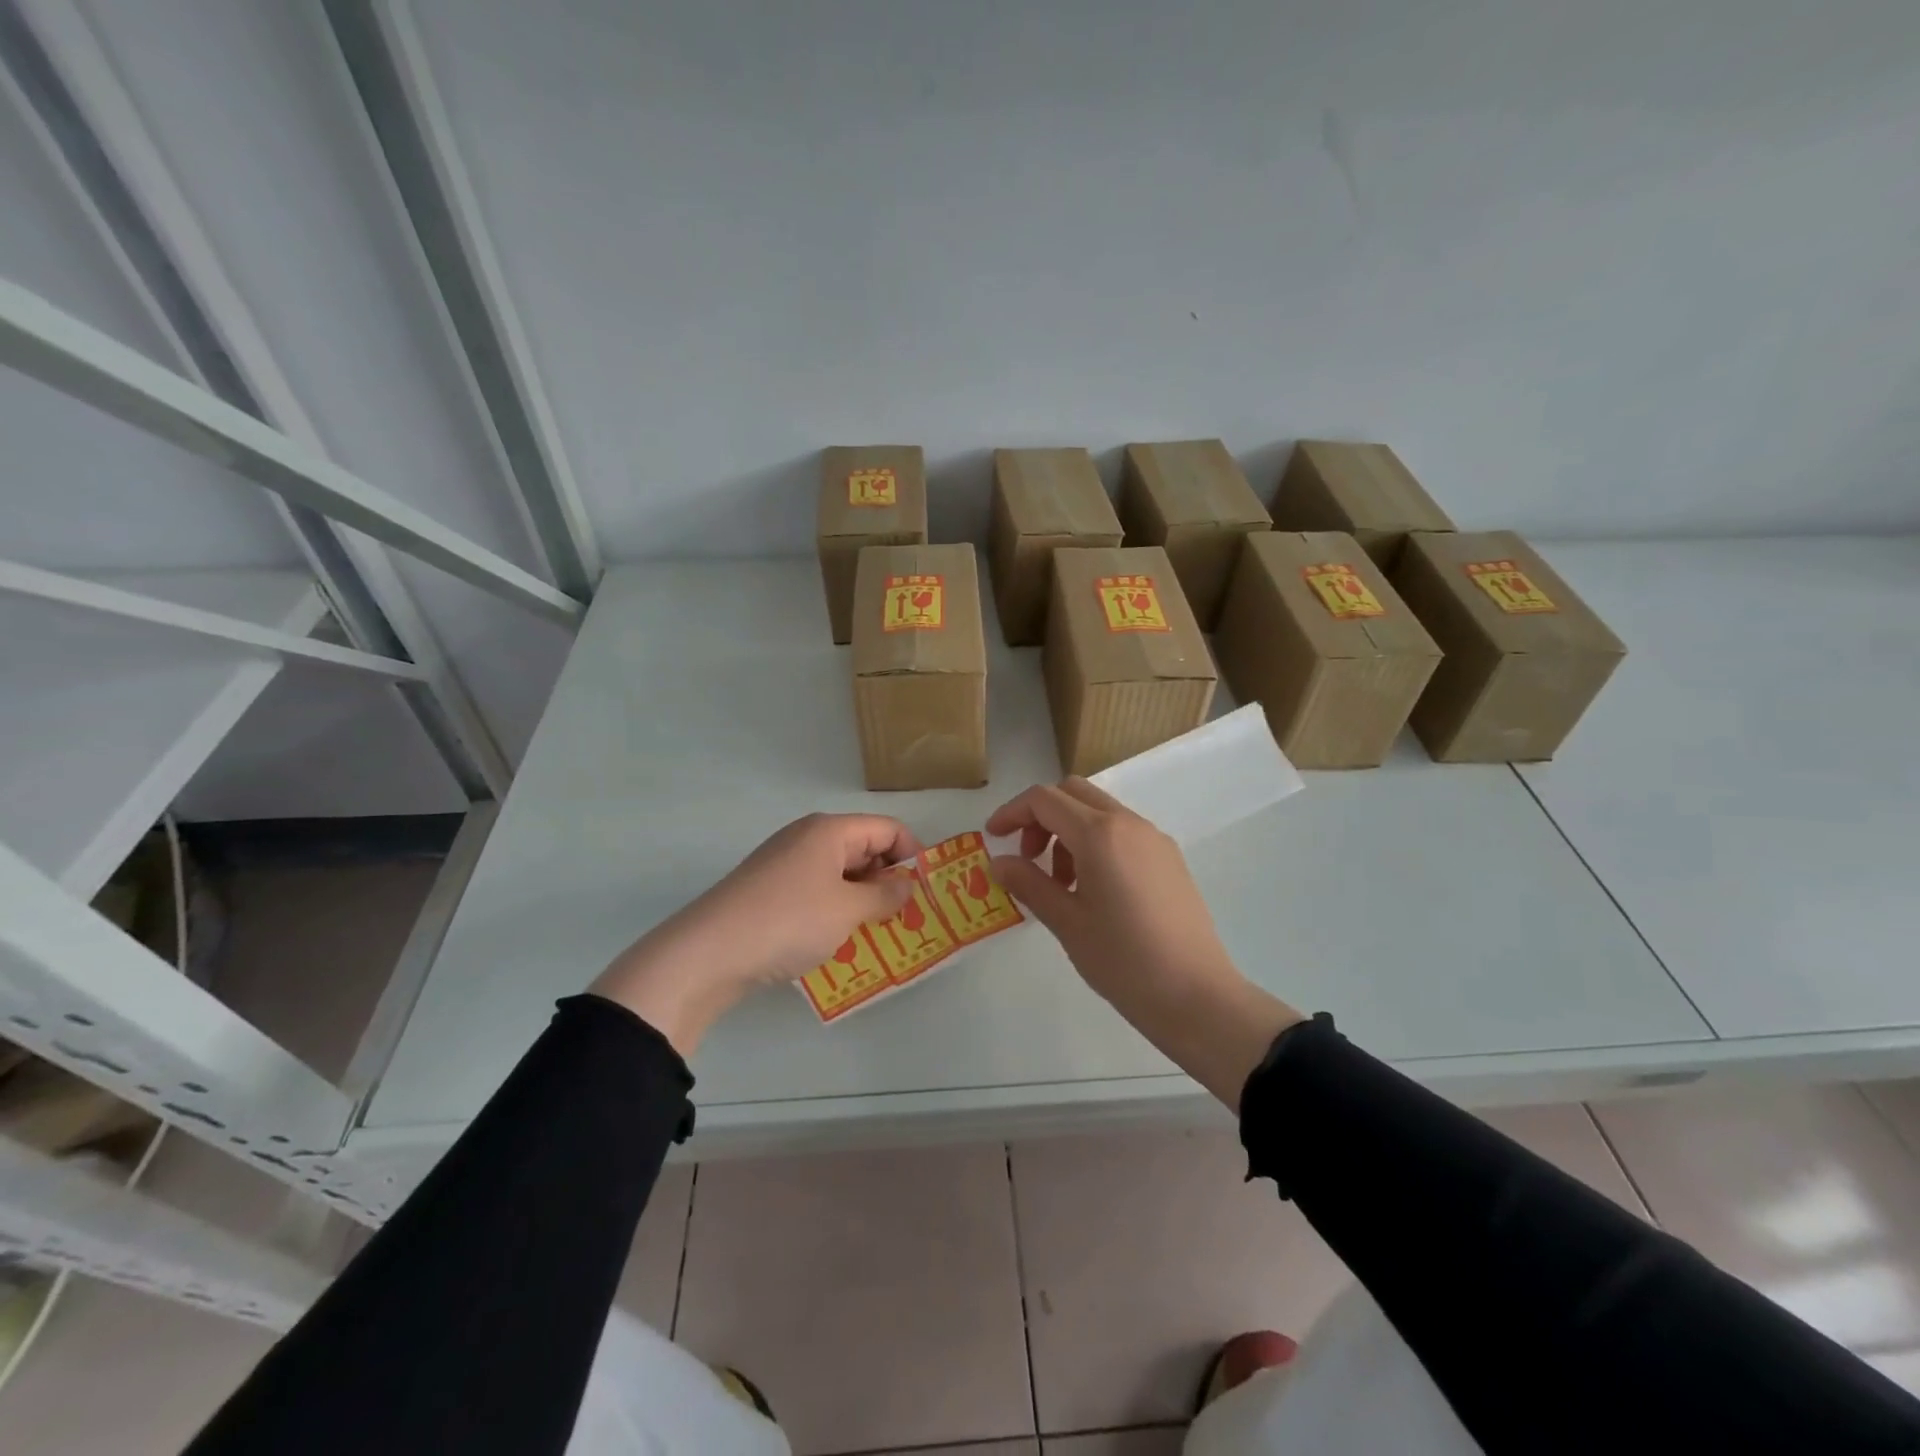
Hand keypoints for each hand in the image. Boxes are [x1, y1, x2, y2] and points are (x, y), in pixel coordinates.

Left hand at [592, 813, 920, 1055]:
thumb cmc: (789, 920)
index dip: (913, 854)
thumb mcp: (848, 909)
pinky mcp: (769, 890)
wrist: (708, 952)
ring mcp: (785, 863)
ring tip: (879, 932)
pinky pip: (816, 890)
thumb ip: (885, 895)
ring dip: (863, 898)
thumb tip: (908, 885)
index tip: (927, 891)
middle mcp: (808, 837)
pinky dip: (835, 909)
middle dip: (889, 879)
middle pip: (864, 847)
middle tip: (907, 917)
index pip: (888, 828)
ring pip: (840, 872)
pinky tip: (839, 939)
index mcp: (830, 830)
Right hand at [987, 778, 1302, 1107]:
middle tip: (1028, 858)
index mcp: (1100, 834)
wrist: (1198, 996)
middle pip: (1073, 793)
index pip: (1044, 800)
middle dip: (1041, 817)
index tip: (993, 838)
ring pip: (1099, 812)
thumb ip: (1029, 884)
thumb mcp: (1067, 923)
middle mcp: (1129, 823)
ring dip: (1069, 832)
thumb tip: (999, 862)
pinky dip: (1096, 843)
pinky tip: (1093, 891)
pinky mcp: (1169, 858)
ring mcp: (1154, 839)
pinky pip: (1122, 832)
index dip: (1012, 812)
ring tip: (1061, 885)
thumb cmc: (1124, 961)